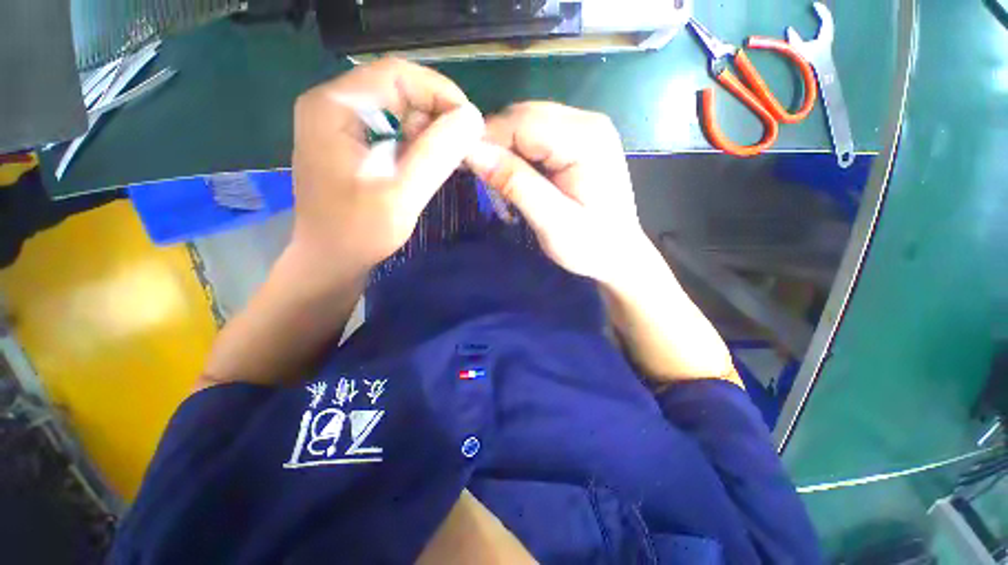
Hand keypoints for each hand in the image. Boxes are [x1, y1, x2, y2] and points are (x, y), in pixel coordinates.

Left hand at [291, 58, 483, 276]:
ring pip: (398, 108)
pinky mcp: (352, 143)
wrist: (329, 261)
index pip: (397, 74)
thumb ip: (435, 155)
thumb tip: (472, 118)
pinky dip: (418, 142)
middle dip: (437, 113)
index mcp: (335, 106)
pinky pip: (393, 129)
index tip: (470, 124)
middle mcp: (334, 104)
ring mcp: (341, 124)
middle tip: (463, 146)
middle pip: (398, 88)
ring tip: (451, 158)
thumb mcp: (400, 195)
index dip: (440, 92)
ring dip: (430, 130)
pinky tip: (432, 163)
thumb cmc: (357, 233)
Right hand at [464, 102, 646, 284]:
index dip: (487, 139)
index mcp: (586, 139)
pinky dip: (519, 151)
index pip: (521, 121)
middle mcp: (588, 122)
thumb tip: (473, 151)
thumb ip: (516, 184)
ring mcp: (586, 128)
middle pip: (524, 116)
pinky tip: (517, 174)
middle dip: (496, 142)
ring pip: (527, 123)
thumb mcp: (552, 221)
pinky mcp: (580, 140)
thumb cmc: (591, 245)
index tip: (464, 165)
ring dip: (506, 147)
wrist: (619, 254)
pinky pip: (538, 135)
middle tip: (481, 177)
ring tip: (497, 179)